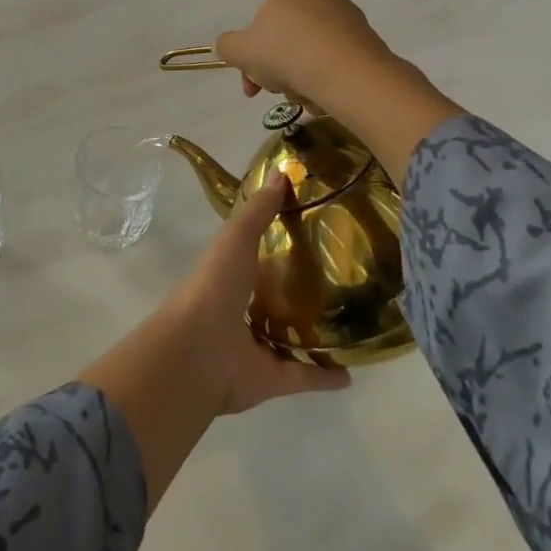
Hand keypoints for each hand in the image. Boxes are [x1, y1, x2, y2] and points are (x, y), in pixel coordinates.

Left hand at [160, 173, 351, 415]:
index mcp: (229, 274)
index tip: (311, 232)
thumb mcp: (237, 237)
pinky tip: (352, 374)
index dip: (277, 245)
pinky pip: (302, 376)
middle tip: (338, 280)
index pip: (255, 256)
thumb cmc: (215, 285)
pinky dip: (324, 377)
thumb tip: (283, 171)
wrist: (198, 351)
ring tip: (348, 324)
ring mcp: (254, 346)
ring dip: (310, 335)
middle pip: (272, 299)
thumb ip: (259, 209)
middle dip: (296, 292)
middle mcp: (239, 310)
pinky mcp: (270, 379)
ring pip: (286, 338)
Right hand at [216, 0, 464, 183]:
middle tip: (270, 89)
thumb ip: (227, 45)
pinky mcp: (367, 39)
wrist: (350, 74)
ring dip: (298, 75)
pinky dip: (325, 78)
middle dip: (275, 64)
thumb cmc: (287, 51)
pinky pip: (335, 60)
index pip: (263, 7)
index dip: (252, 42)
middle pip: (286, 32)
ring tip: (300, 96)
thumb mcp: (240, 51)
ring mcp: (348, 14)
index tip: (251, 70)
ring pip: (310, 49)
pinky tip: (322, 97)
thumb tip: (228, 46)